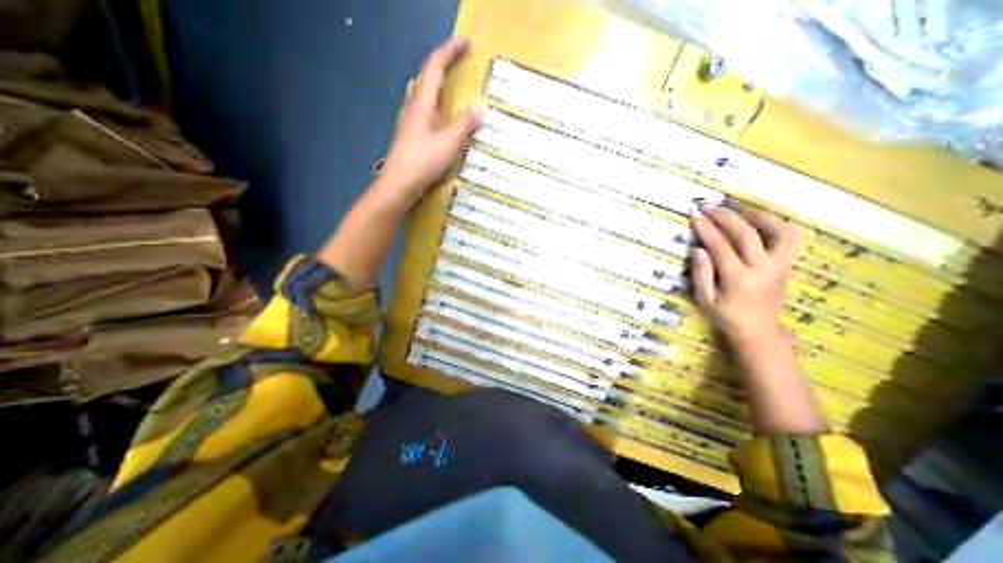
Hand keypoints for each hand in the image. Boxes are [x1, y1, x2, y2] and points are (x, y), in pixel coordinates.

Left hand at [379, 35, 484, 208]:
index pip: (434, 66)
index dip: (449, 51)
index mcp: (422, 102)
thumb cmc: (423, 161)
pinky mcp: (408, 133)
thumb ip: (465, 124)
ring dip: (434, 82)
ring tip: (449, 87)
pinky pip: (420, 107)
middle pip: (424, 75)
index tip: (466, 43)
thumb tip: (481, 107)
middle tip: (457, 64)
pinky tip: (438, 115)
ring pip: (420, 91)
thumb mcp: (449, 143)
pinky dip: (432, 102)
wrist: (399, 184)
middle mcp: (412, 106)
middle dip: (441, 64)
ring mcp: (407, 119)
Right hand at [691, 204, 800, 349]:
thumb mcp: (704, 300)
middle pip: (746, 233)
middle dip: (725, 216)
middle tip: (708, 206)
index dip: (706, 228)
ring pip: (778, 231)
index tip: (694, 215)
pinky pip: (789, 238)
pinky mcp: (786, 265)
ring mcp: (779, 266)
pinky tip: (758, 223)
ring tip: (738, 212)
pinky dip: (776, 225)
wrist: (758, 331)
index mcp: (737, 279)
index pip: (720, 246)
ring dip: (757, 216)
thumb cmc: (726, 317)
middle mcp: (762, 269)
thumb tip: (698, 249)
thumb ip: (701, 274)